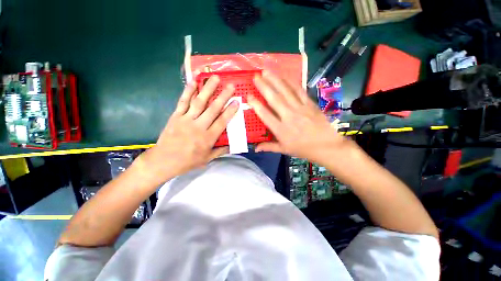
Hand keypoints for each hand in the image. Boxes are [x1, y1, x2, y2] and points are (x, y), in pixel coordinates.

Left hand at [138, 75, 238, 183]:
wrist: (164, 161)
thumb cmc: (188, 161)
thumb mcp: (207, 158)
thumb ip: (221, 151)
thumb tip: (233, 146)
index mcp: (208, 137)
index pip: (222, 121)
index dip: (230, 111)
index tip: (237, 101)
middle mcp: (199, 126)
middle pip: (213, 109)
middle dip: (223, 96)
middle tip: (230, 86)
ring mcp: (186, 119)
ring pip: (199, 102)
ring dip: (208, 89)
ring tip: (215, 78)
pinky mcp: (176, 116)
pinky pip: (183, 101)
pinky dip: (188, 91)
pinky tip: (193, 81)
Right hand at [248, 71, 354, 166]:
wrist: (326, 146)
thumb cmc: (303, 149)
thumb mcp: (284, 150)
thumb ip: (268, 147)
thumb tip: (255, 148)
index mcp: (281, 130)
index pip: (265, 115)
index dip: (256, 105)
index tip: (249, 95)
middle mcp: (289, 117)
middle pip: (274, 99)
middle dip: (264, 86)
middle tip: (256, 76)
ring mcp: (300, 109)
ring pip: (286, 92)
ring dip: (276, 80)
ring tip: (267, 71)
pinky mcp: (310, 104)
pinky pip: (299, 90)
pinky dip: (291, 82)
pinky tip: (285, 75)